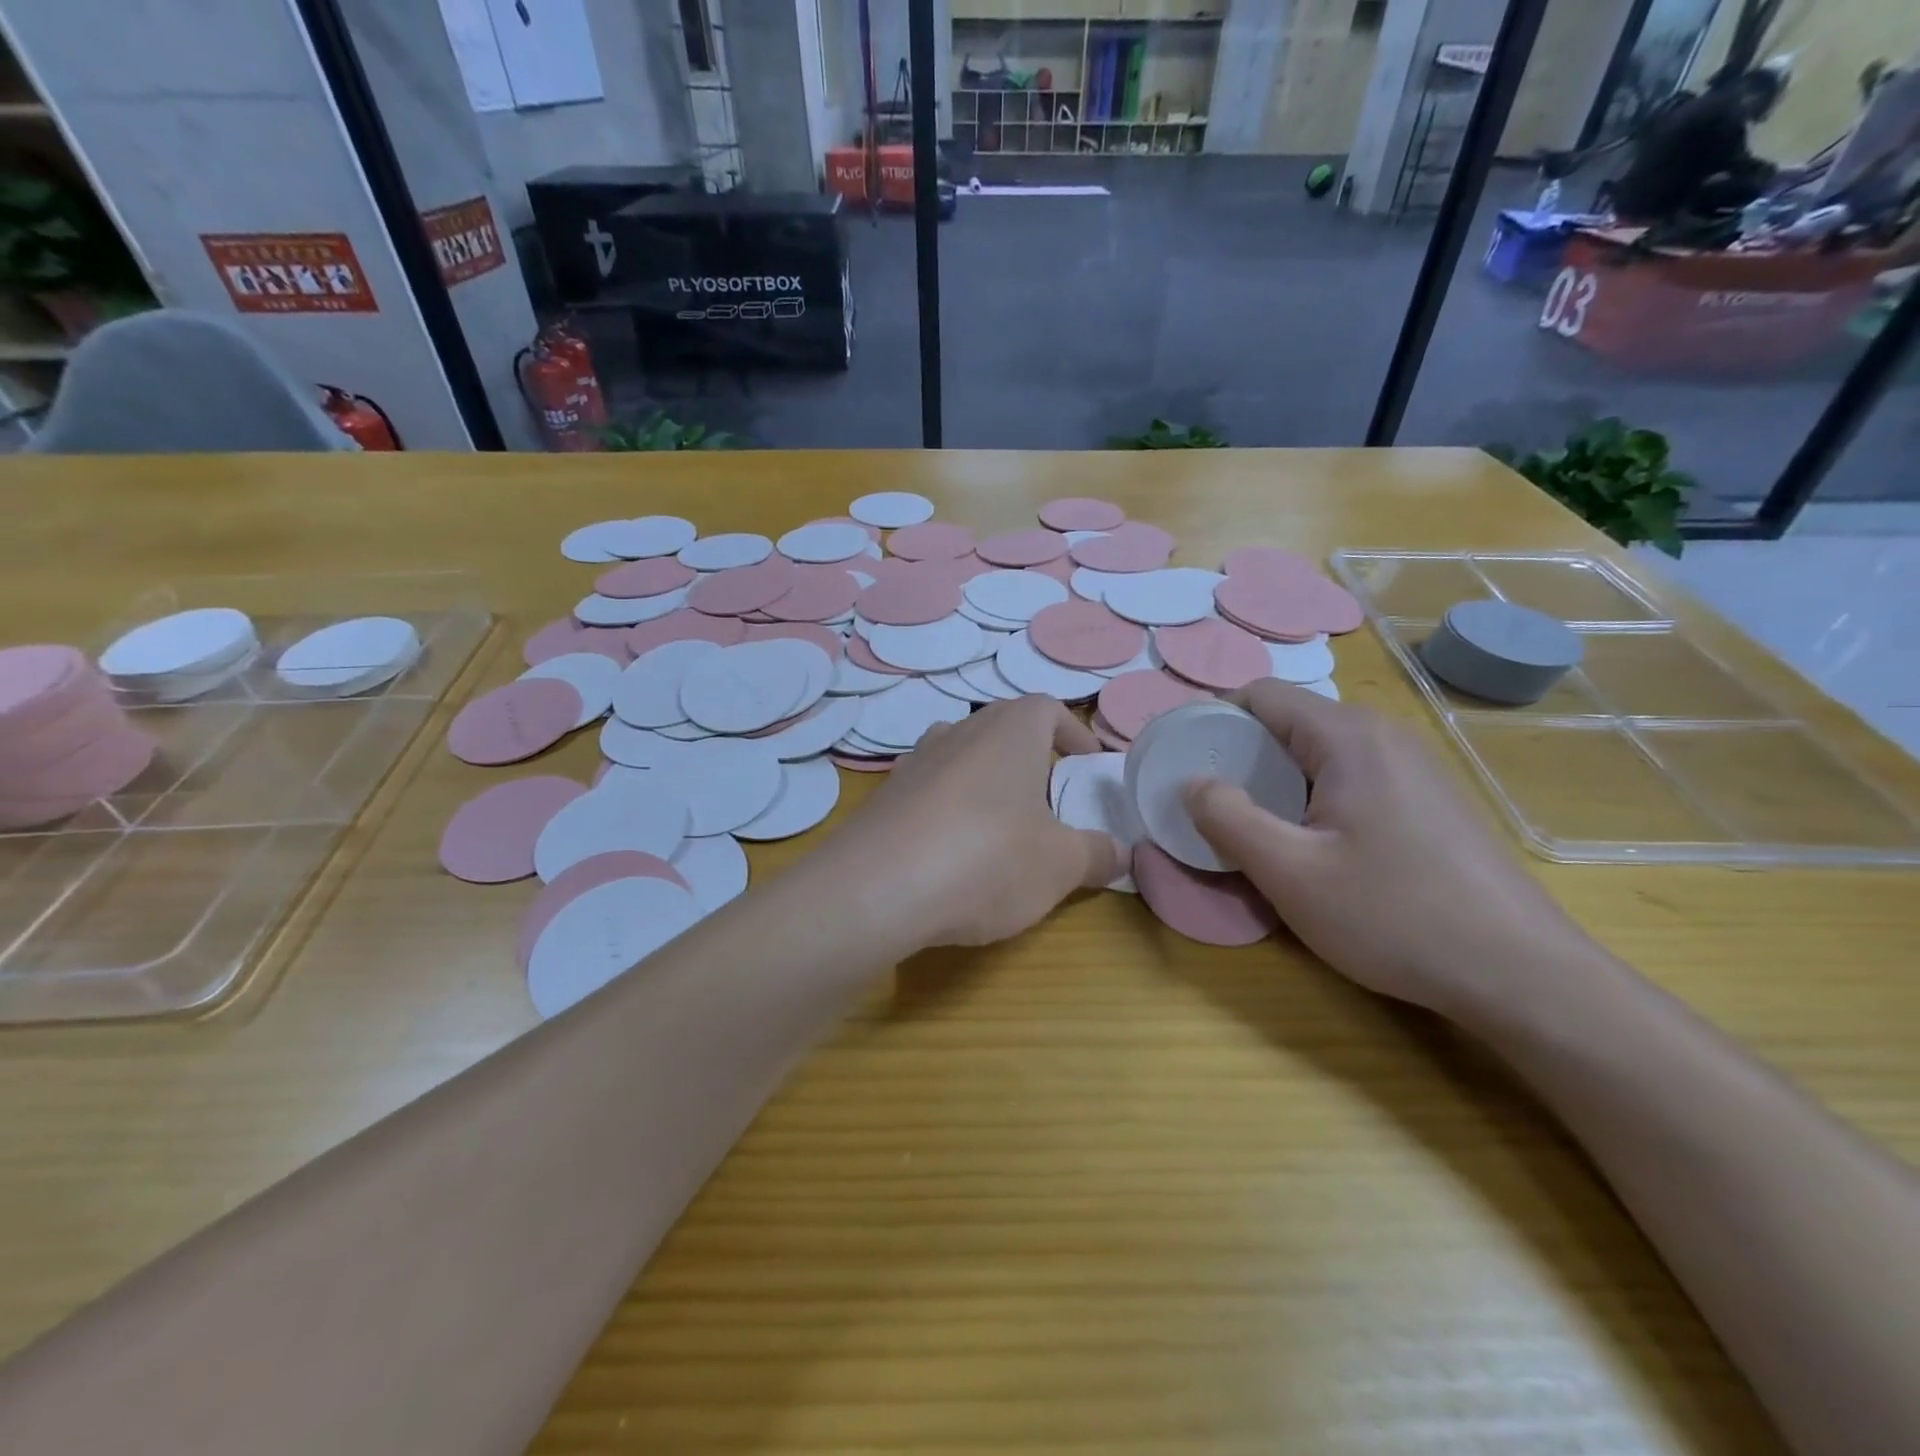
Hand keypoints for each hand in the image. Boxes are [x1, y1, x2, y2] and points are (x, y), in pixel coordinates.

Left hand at [829, 696, 1124, 949]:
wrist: (876, 889)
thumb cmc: (987, 859)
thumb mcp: (1060, 864)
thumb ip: (1097, 854)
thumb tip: (1120, 851)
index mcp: (1009, 731)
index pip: (1048, 709)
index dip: (1073, 734)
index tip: (1087, 767)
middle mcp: (959, 732)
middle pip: (1003, 730)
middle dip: (1031, 761)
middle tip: (1049, 804)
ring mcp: (915, 762)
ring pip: (962, 758)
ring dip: (987, 784)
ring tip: (1002, 828)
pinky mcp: (884, 797)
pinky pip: (929, 792)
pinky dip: (948, 811)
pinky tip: (952, 854)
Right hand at [1183, 680, 1593, 1019]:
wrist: (1523, 975)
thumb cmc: (1395, 916)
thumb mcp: (1290, 873)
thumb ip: (1228, 819)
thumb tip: (1193, 783)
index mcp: (1349, 737)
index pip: (1260, 696)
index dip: (1212, 720)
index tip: (1183, 762)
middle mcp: (1384, 736)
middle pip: (1290, 723)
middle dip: (1241, 757)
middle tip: (1211, 806)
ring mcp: (1415, 767)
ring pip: (1320, 754)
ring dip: (1276, 782)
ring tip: (1256, 831)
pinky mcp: (1430, 801)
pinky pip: (1352, 780)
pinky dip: (1314, 799)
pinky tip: (1315, 849)